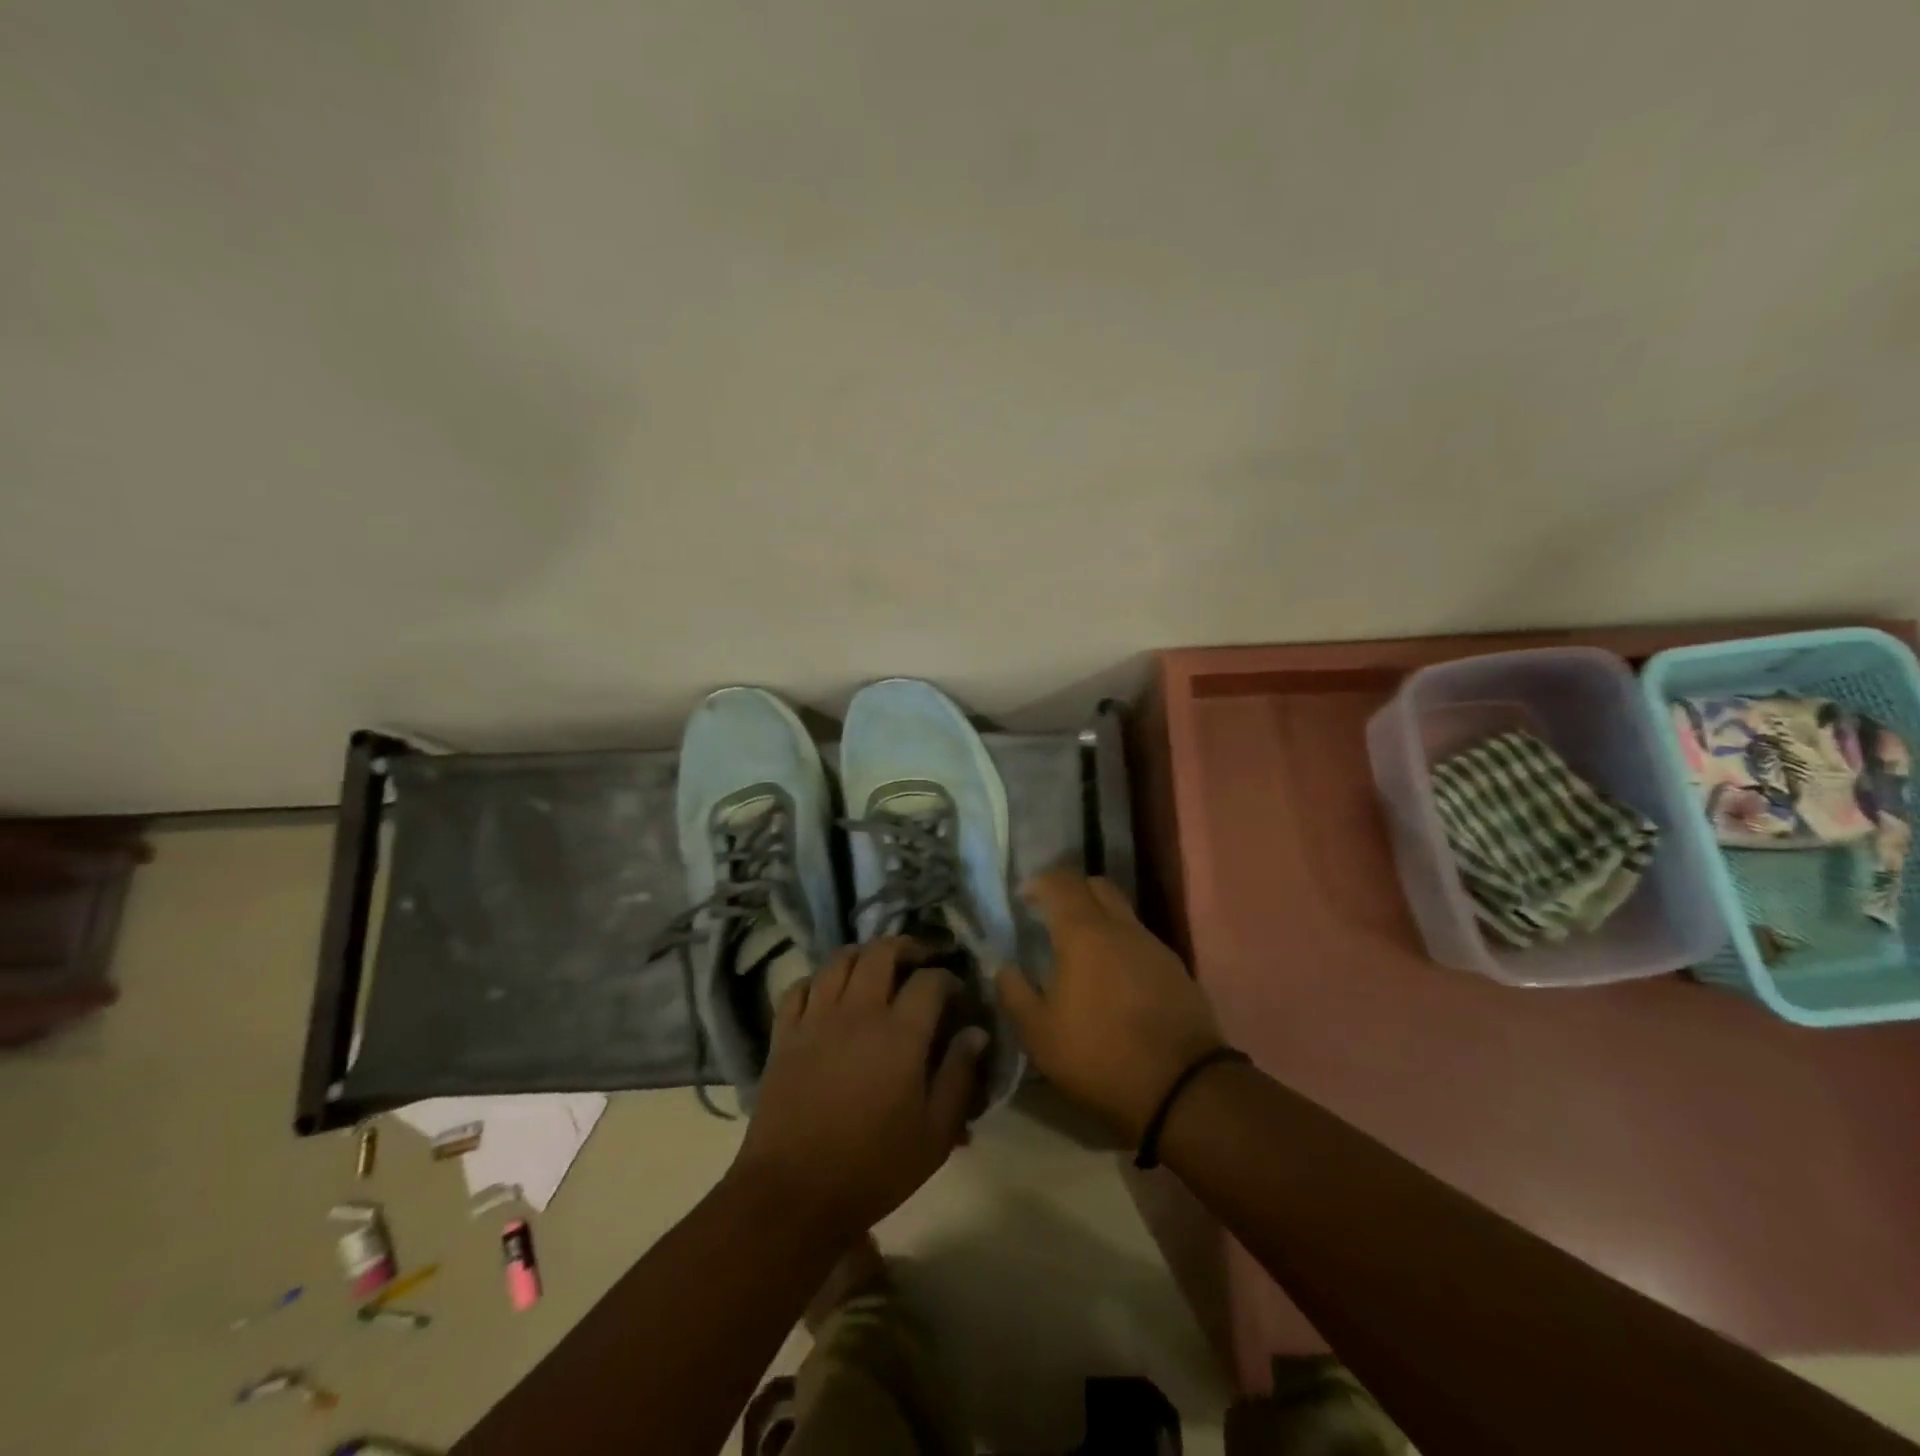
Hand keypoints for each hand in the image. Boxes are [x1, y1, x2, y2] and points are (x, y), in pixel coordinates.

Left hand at [730, 938, 986, 1243]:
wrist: (794, 1194)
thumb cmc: (873, 1167)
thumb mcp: (935, 1133)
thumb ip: (959, 1076)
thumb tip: (976, 1032)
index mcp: (900, 1034)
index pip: (930, 981)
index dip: (948, 978)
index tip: (956, 992)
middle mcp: (858, 1012)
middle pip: (881, 952)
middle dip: (906, 947)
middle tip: (919, 959)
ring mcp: (816, 1019)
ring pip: (839, 960)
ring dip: (863, 954)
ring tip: (876, 966)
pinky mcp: (784, 1034)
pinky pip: (800, 987)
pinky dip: (819, 979)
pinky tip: (829, 991)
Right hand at [996, 872, 1224, 1143]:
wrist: (1183, 1088)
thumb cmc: (1099, 1056)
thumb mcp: (1039, 1035)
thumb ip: (1014, 993)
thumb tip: (1003, 967)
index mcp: (1084, 933)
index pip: (1061, 882)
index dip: (1039, 882)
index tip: (1023, 898)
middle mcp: (1122, 928)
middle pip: (1097, 886)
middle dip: (1072, 891)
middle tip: (1052, 916)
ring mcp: (1154, 946)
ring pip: (1123, 913)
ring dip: (1099, 919)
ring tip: (1081, 952)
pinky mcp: (1176, 970)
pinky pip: (1141, 941)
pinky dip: (1122, 945)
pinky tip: (1113, 979)